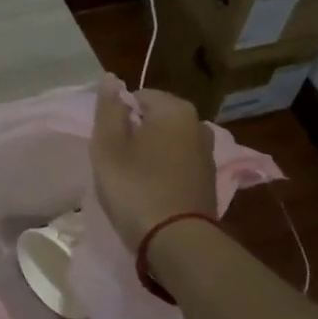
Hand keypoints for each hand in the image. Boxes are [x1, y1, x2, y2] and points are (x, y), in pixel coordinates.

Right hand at [90, 77, 216, 250]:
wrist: (177, 240)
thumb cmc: (135, 187)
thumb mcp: (108, 145)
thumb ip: (108, 108)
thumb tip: (111, 78)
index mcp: (175, 109)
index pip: (138, 97)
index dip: (118, 119)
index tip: (108, 145)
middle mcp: (198, 124)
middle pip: (155, 120)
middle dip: (135, 135)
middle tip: (117, 164)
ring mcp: (207, 154)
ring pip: (167, 143)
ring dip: (150, 155)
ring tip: (132, 181)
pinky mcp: (208, 181)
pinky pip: (178, 165)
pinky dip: (164, 173)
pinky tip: (152, 193)